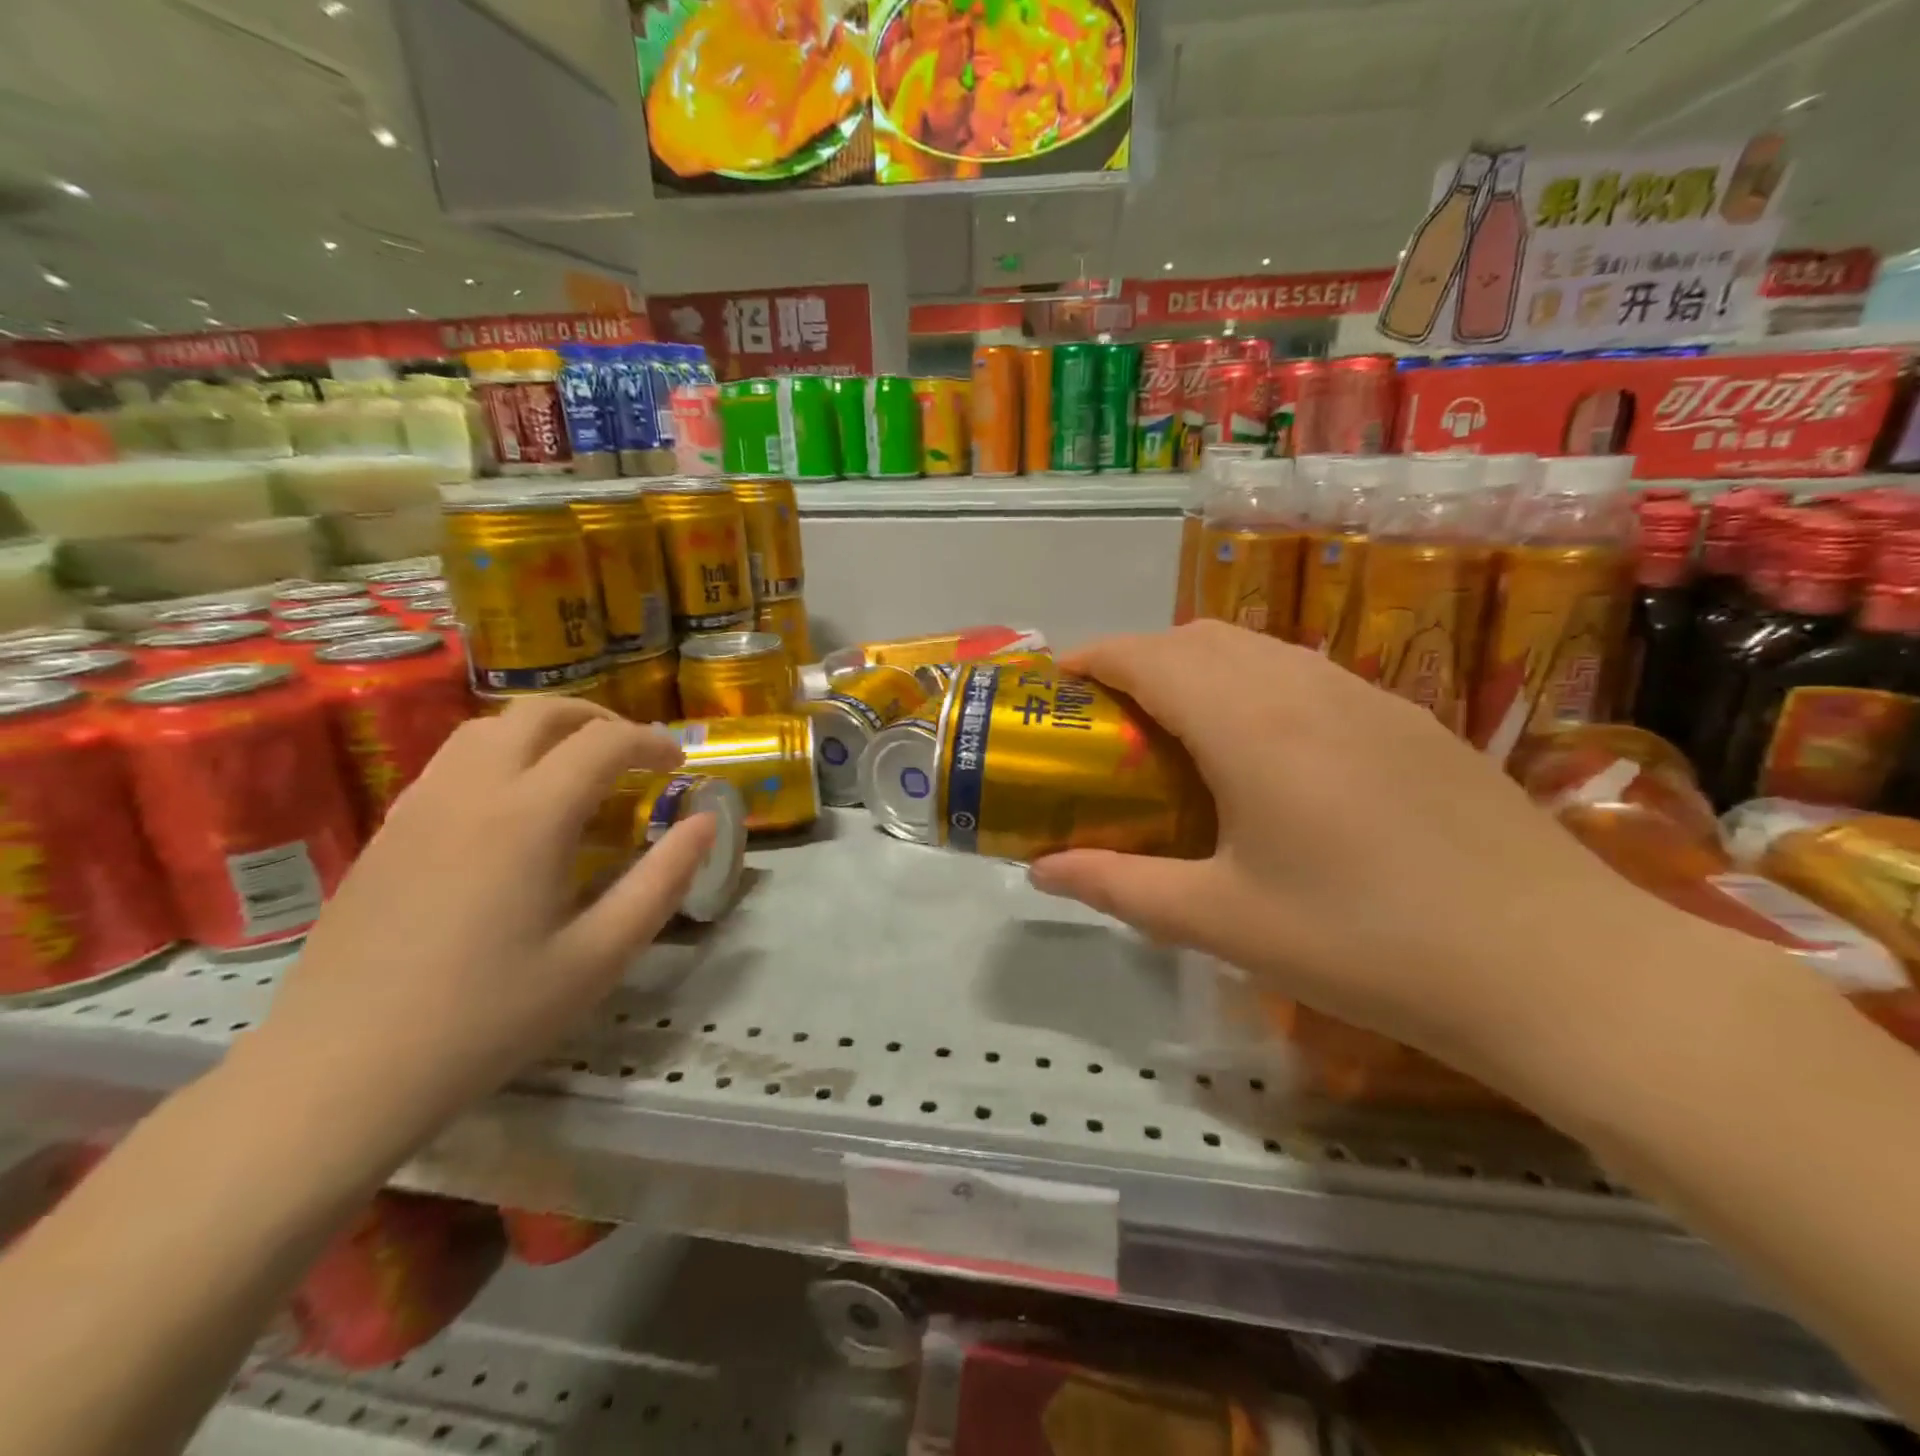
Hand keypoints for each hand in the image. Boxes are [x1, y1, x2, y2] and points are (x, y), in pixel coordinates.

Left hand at [247, 699, 716, 1160]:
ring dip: (546, 732)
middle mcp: (472, 791)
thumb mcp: (600, 955)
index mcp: (530, 816)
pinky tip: (514, 811)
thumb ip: (663, 879)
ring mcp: (418, 807)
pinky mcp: (387, 832)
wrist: (340, 1073)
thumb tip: (707, 821)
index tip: (679, 767)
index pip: (604, 742)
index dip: (653, 742)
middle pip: (540, 714)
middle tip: (634, 757)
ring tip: (577, 772)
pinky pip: (452, 763)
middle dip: (599, 720)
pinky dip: (501, 757)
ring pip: (488, 729)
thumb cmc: (489, 1018)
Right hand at [1027, 622, 1715, 1096]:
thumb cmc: (1365, 944)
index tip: (1058, 682)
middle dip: (1141, 659)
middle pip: (1201, 638)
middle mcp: (1305, 686)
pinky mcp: (1409, 720)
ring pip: (1258, 649)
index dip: (1093, 657)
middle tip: (1112, 718)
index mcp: (1250, 724)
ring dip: (1201, 668)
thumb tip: (1041, 871)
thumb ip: (1120, 887)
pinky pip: (1305, 674)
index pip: (1150, 656)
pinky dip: (1255, 685)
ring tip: (1179, 731)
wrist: (1558, 968)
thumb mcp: (1222, 922)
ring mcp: (1367, 697)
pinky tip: (1265, 754)